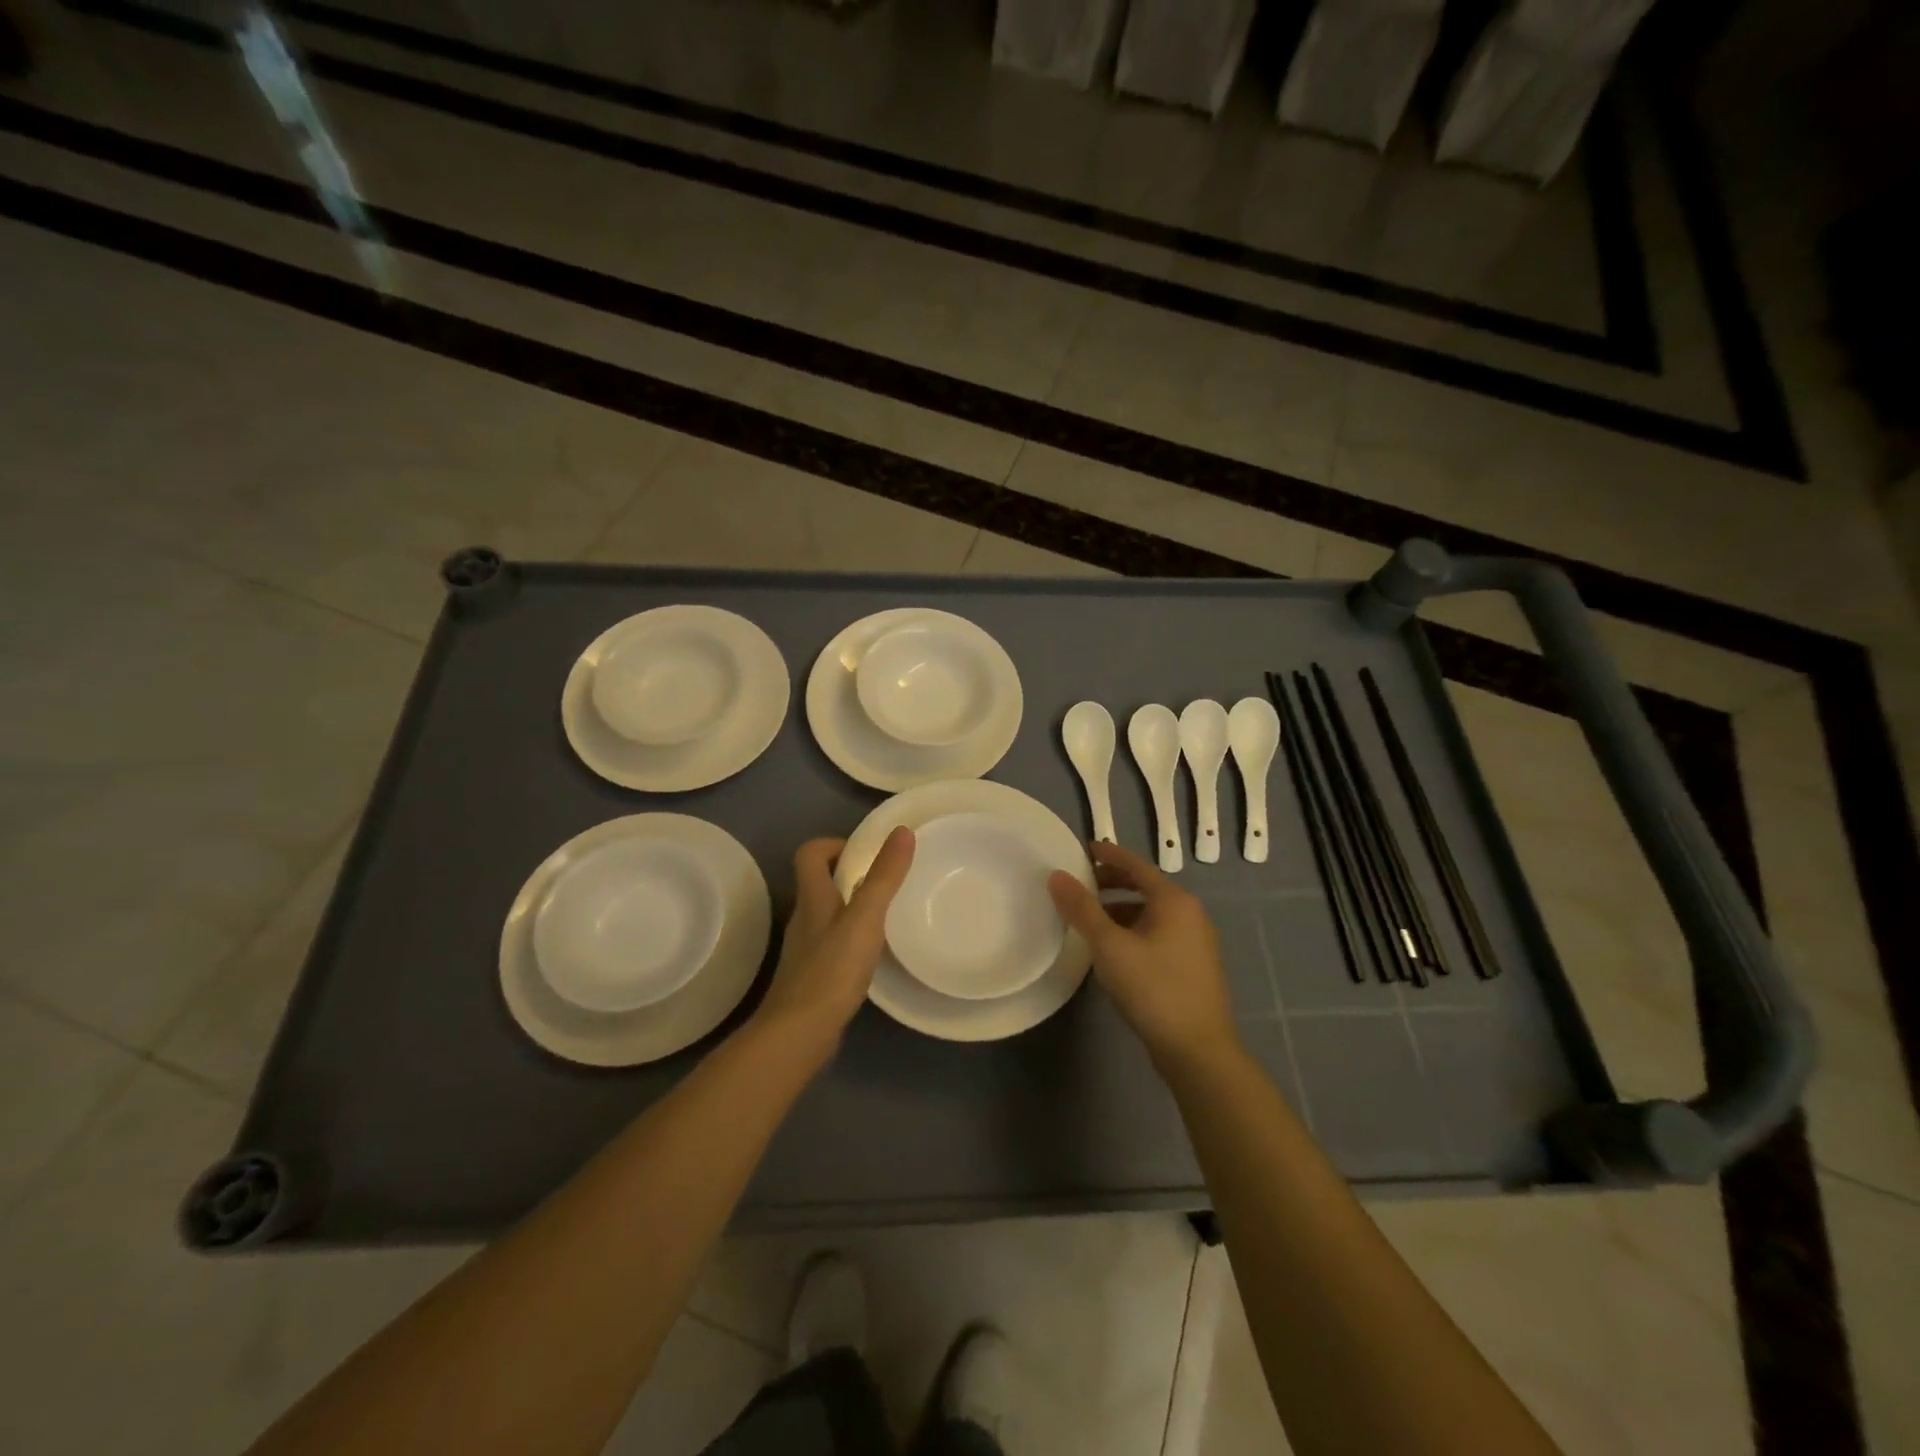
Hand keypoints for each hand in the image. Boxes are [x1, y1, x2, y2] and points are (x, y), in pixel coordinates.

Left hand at [753, 827, 915, 1047]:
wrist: (798, 1034)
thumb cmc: (831, 970)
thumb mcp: (865, 918)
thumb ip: (884, 876)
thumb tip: (902, 831)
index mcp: (812, 898)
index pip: (810, 854)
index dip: (834, 844)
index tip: (866, 853)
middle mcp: (804, 918)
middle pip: (818, 882)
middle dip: (849, 875)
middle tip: (885, 881)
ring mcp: (805, 950)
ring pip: (826, 915)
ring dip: (851, 908)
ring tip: (886, 915)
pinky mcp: (812, 977)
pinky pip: (832, 945)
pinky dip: (850, 940)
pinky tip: (872, 955)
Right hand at [1048, 839, 1236, 1068]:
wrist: (1198, 1050)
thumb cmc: (1153, 989)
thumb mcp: (1109, 946)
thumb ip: (1082, 909)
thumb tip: (1057, 875)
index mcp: (1174, 900)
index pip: (1135, 865)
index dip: (1108, 854)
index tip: (1082, 849)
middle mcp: (1190, 913)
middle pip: (1145, 887)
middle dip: (1111, 883)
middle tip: (1080, 886)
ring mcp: (1195, 941)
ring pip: (1150, 912)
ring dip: (1120, 909)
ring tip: (1089, 920)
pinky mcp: (1192, 966)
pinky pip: (1157, 933)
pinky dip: (1132, 930)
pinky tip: (1113, 950)